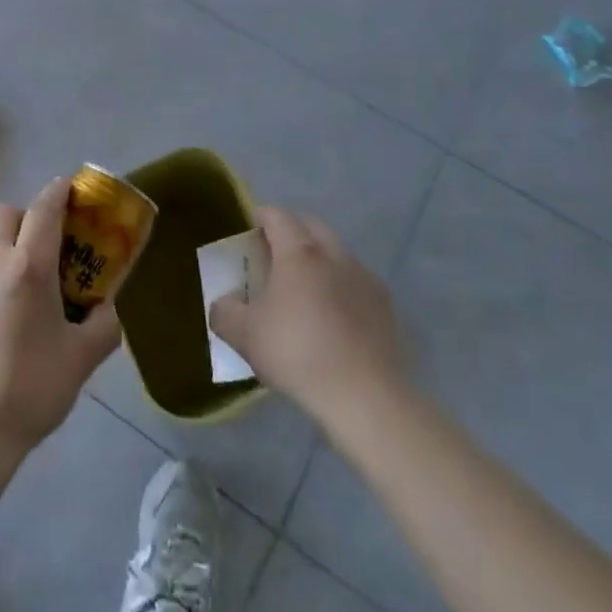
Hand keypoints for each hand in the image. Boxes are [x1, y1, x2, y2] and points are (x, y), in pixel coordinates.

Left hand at [0, 178, 122, 461]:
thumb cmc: (30, 391)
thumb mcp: (82, 360)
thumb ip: (103, 326)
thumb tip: (106, 309)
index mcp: (28, 267)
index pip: (45, 209)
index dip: (59, 192)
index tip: (68, 189)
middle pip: (3, 212)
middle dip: (24, 217)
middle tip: (38, 246)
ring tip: (6, 271)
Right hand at [210, 205, 406, 425]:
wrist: (364, 395)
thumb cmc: (297, 353)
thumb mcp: (245, 336)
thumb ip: (225, 313)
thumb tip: (225, 303)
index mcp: (300, 253)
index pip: (278, 217)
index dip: (263, 216)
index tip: (252, 226)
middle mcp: (335, 256)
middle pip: (312, 227)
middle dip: (293, 231)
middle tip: (276, 252)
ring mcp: (365, 279)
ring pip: (338, 254)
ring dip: (321, 259)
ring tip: (306, 287)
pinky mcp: (386, 306)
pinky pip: (358, 283)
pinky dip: (343, 288)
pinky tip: (335, 317)